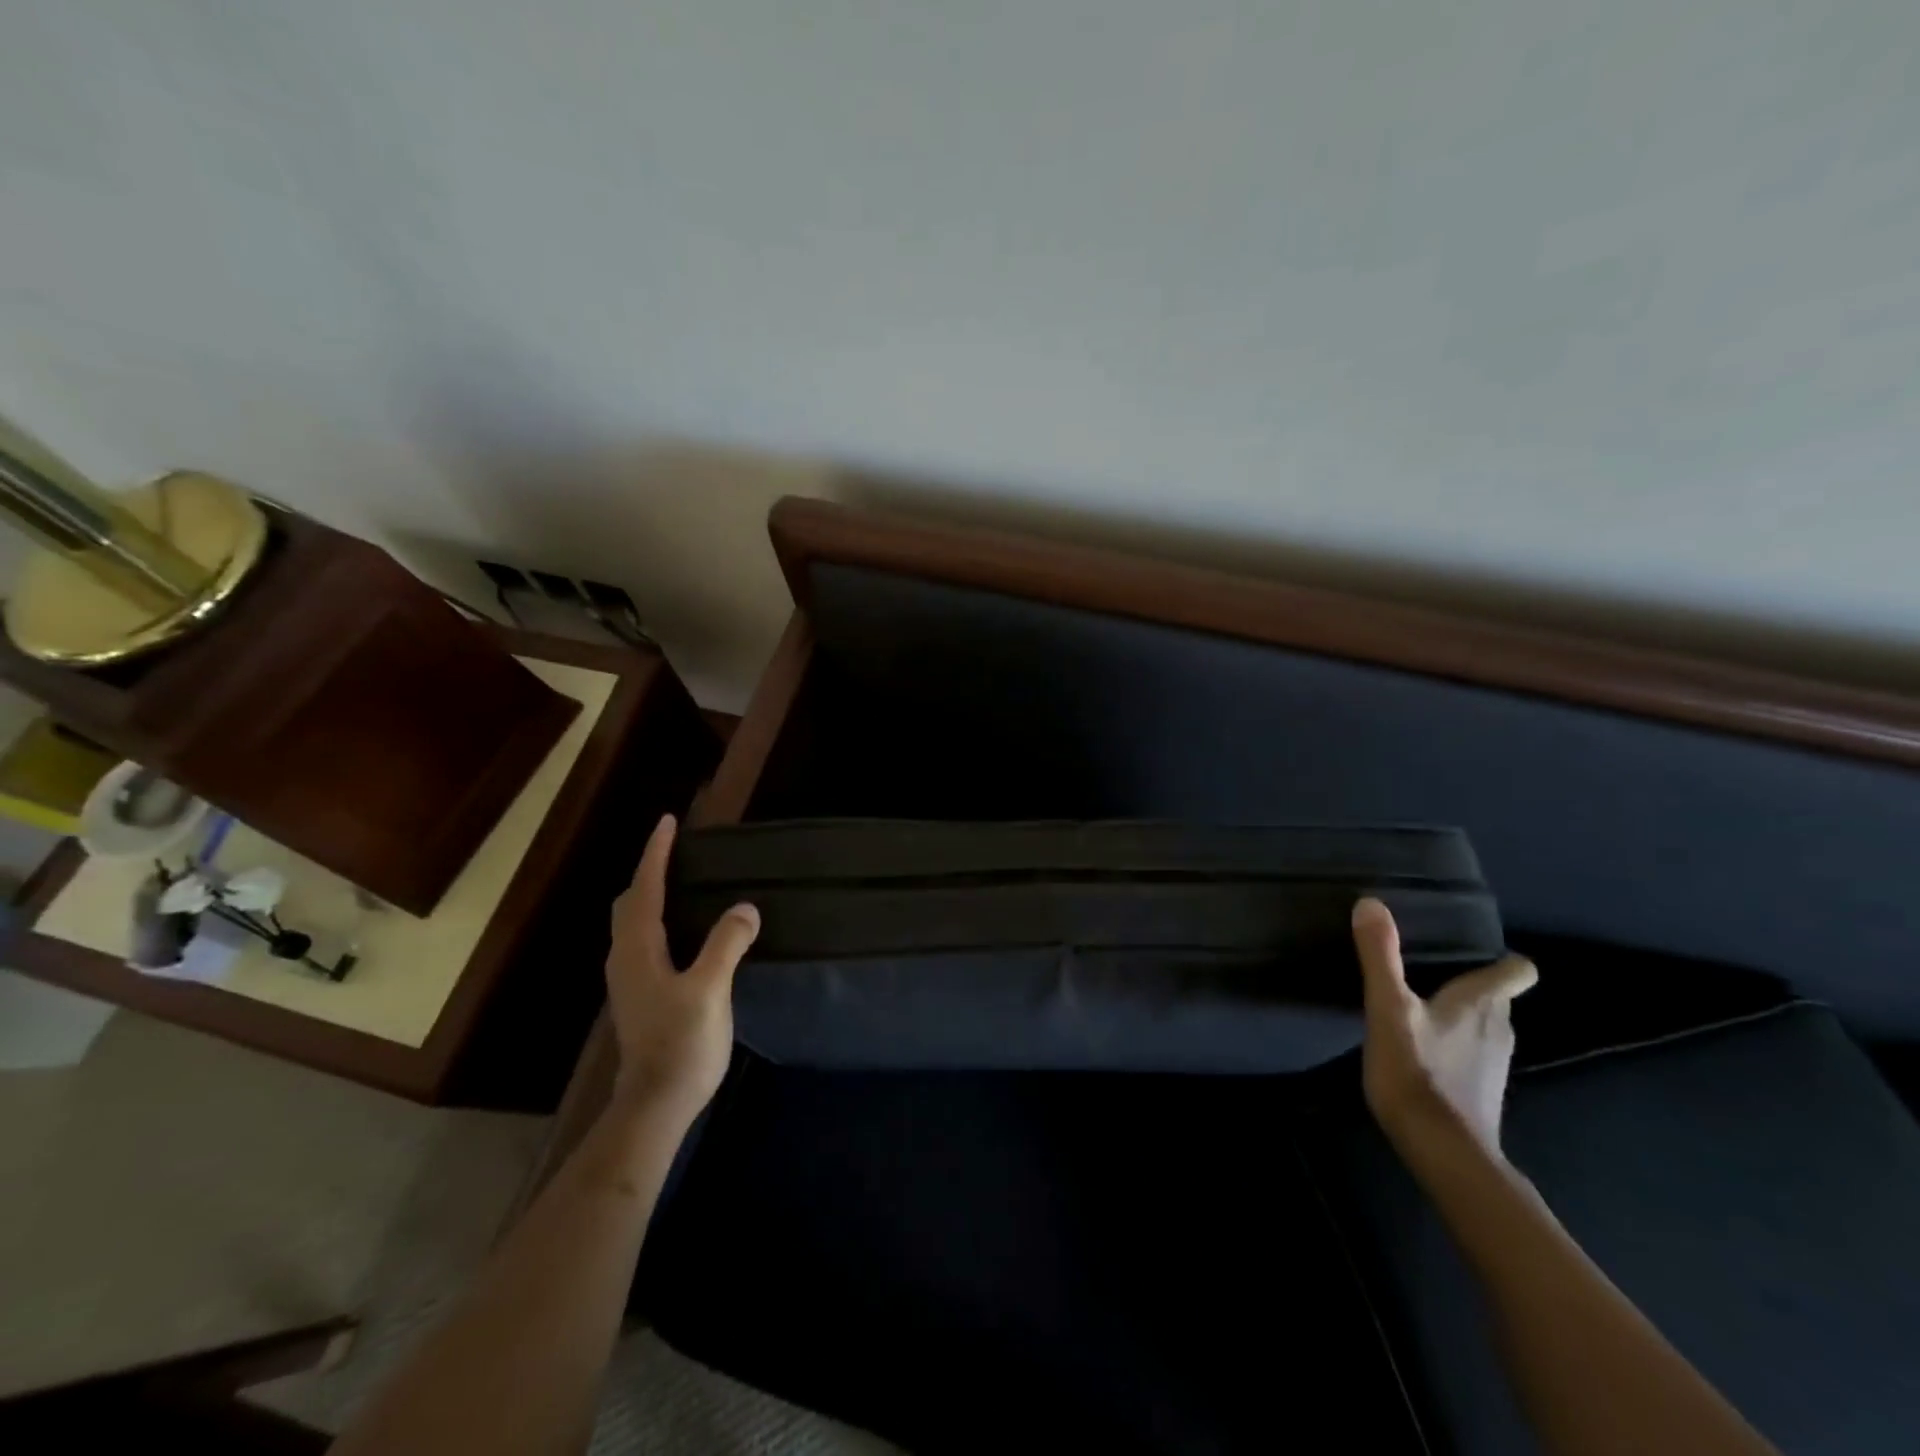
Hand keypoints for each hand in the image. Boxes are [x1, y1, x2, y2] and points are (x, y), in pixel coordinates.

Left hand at [605, 814, 758, 1121]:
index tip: (667, 823)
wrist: (656, 1103)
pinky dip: (660, 920)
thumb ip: (727, 944)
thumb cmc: (681, 1043)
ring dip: (652, 896)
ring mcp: (629, 980)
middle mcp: (626, 958)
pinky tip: (685, 931)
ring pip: (634, 923)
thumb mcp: (710, 990)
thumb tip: (745, 907)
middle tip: (677, 852)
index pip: (644, 888)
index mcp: (638, 949)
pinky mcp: (640, 996)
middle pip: (630, 902)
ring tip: (683, 883)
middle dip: (649, 872)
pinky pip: (644, 941)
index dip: (655, 854)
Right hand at [1352, 897, 1536, 1159]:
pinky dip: (1455, 1046)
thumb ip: (1380, 955)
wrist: (1443, 1152)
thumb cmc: (1417, 1071)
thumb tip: (1371, 902)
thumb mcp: (1388, 1007)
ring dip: (1461, 1016)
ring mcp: (1493, 1063)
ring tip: (1422, 1008)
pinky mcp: (1481, 1091)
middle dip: (1472, 984)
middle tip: (1431, 972)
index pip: (1517, 970)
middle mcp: (1499, 1028)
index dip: (1502, 959)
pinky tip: (1423, 1051)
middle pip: (1497, 996)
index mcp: (1482, 1003)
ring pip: (1485, 1025)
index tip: (1473, 951)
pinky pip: (1473, 1054)